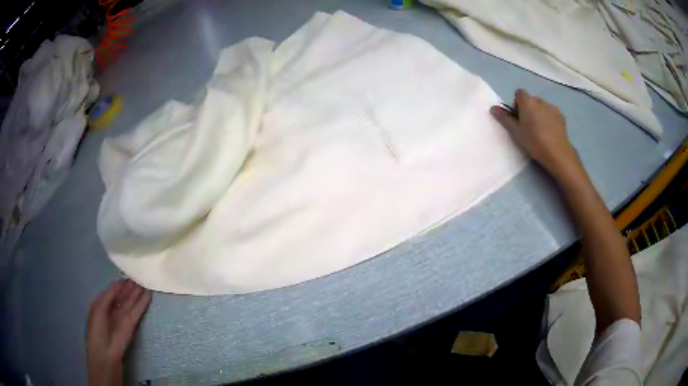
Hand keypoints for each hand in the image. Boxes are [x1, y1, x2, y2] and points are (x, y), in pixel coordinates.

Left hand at [86, 279, 151, 385]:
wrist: (106, 351)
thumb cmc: (97, 328)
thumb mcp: (98, 308)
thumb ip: (108, 295)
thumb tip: (119, 283)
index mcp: (102, 304)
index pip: (112, 291)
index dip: (119, 283)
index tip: (125, 273)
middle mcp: (114, 309)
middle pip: (123, 295)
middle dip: (129, 286)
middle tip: (137, 275)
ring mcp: (124, 316)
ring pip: (131, 301)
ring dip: (137, 292)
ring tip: (144, 280)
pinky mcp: (132, 323)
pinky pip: (138, 310)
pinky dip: (143, 302)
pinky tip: (148, 293)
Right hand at [490, 89, 576, 176]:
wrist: (557, 153)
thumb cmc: (534, 141)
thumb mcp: (515, 132)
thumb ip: (504, 118)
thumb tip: (493, 108)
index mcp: (527, 101)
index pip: (519, 93)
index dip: (517, 104)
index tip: (518, 118)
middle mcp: (540, 100)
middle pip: (531, 100)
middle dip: (528, 109)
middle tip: (528, 126)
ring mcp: (552, 107)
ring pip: (542, 106)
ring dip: (539, 113)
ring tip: (540, 130)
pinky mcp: (561, 116)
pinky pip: (551, 113)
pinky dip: (549, 119)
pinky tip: (550, 132)